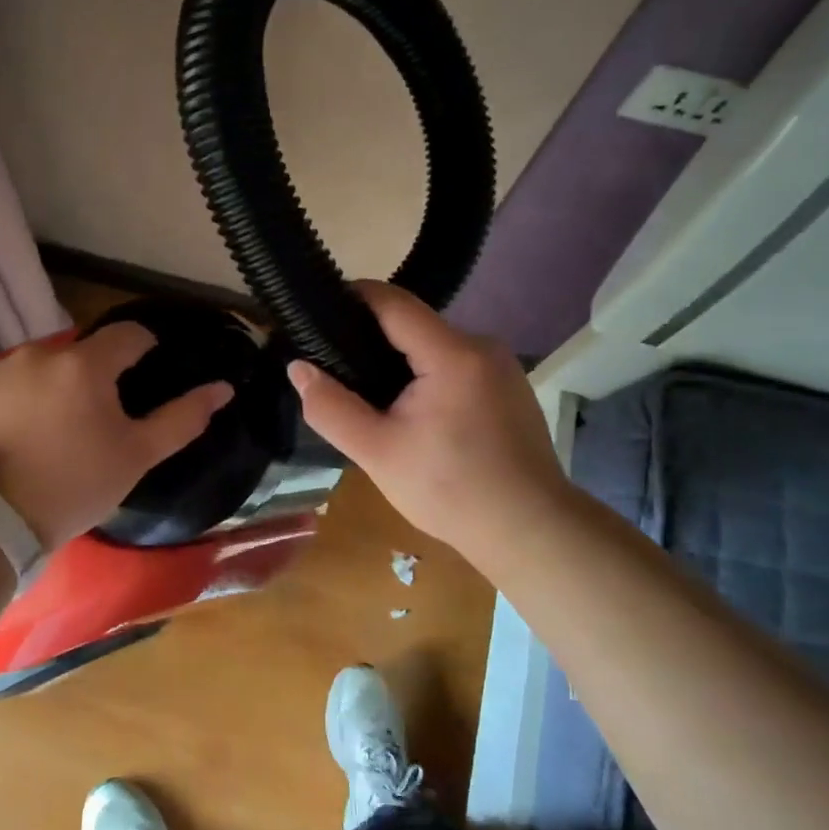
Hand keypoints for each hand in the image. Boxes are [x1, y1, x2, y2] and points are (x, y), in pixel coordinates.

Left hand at [0, 323, 233, 550]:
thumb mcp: (136, 456)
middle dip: (96, 375)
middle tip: (98, 419)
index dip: (144, 351)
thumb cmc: (74, 486)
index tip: (144, 380)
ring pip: (44, 365)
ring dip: (57, 384)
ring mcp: (0, 368)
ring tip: (56, 429)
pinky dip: (21, 397)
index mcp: (85, 364)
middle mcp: (40, 352)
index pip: (128, 334)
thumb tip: (223, 388)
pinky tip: (20, 433)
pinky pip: (9, 381)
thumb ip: (182, 418)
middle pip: (83, 351)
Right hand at [286, 282, 568, 563]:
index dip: (350, 298)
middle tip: (333, 368)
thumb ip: (331, 408)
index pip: (391, 301)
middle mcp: (482, 346)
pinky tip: (411, 412)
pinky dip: (425, 376)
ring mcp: (501, 366)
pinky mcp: (508, 386)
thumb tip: (298, 368)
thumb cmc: (451, 491)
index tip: (314, 314)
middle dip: (369, 338)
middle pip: (412, 324)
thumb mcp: (377, 453)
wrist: (530, 531)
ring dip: (397, 361)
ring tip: (367, 395)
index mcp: (452, 353)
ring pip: (432, 346)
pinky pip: (454, 365)